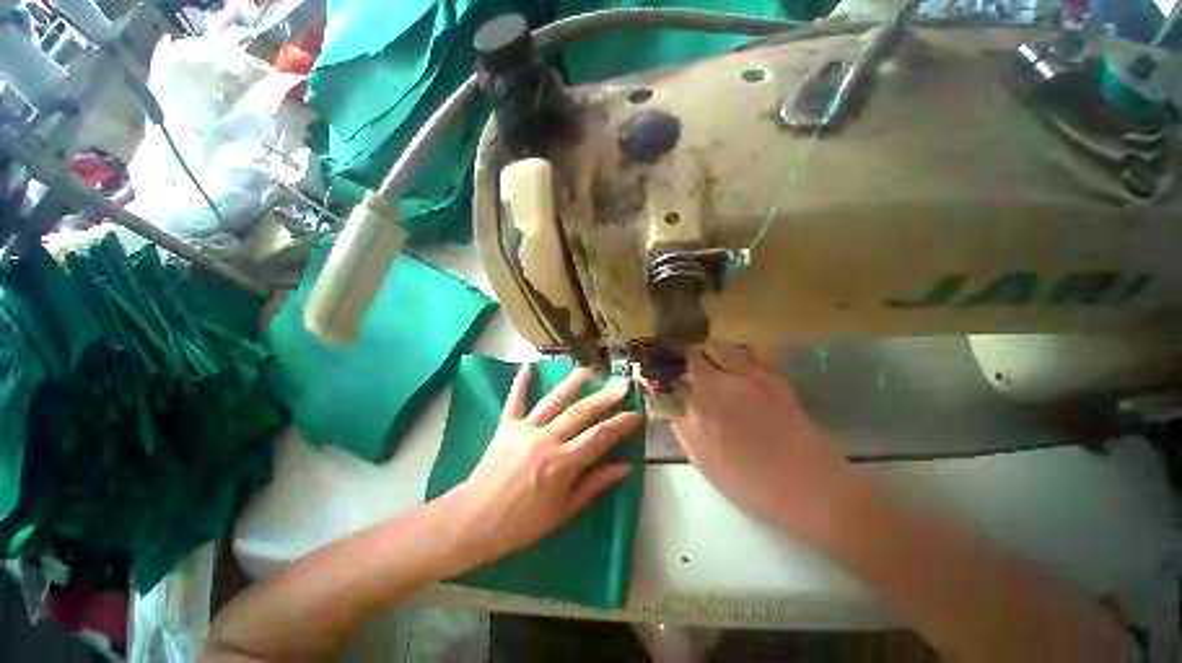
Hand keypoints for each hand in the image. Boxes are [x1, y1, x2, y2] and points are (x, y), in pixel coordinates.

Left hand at [446, 365, 642, 571]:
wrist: (474, 521)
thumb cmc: (522, 523)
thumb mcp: (564, 511)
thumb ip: (595, 484)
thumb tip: (625, 467)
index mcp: (562, 463)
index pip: (600, 437)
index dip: (621, 424)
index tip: (636, 414)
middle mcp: (546, 439)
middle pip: (582, 412)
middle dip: (606, 397)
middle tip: (623, 383)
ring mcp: (525, 429)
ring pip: (553, 400)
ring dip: (572, 383)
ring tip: (588, 369)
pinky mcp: (506, 426)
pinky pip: (515, 400)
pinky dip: (521, 383)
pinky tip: (528, 366)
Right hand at [668, 346, 862, 540]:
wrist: (810, 488)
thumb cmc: (750, 484)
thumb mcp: (703, 461)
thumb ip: (681, 427)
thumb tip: (667, 403)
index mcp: (697, 412)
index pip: (664, 382)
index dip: (651, 373)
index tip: (643, 369)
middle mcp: (718, 387)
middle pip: (687, 356)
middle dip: (674, 355)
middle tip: (670, 359)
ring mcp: (746, 378)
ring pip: (714, 347)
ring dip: (701, 349)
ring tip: (698, 356)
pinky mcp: (771, 376)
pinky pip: (748, 351)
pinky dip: (734, 351)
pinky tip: (732, 359)